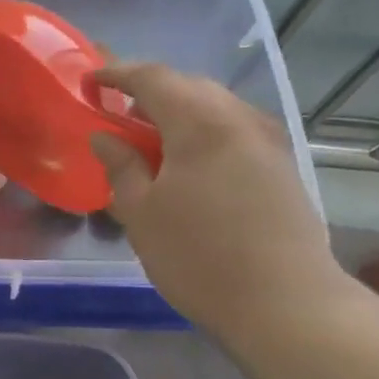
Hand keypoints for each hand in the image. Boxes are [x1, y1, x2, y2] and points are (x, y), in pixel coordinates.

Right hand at [89, 63, 343, 343]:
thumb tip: (104, 136)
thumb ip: (121, 166)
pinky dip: (204, 132)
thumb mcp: (141, 213)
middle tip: (119, 115)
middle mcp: (239, 119)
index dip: (118, 74)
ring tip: (152, 143)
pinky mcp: (282, 166)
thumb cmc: (199, 257)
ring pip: (215, 107)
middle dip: (150, 92)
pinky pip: (234, 130)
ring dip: (179, 113)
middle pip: (189, 86)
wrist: (287, 304)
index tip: (91, 82)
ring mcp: (268, 142)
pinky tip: (189, 166)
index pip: (152, 77)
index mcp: (199, 122)